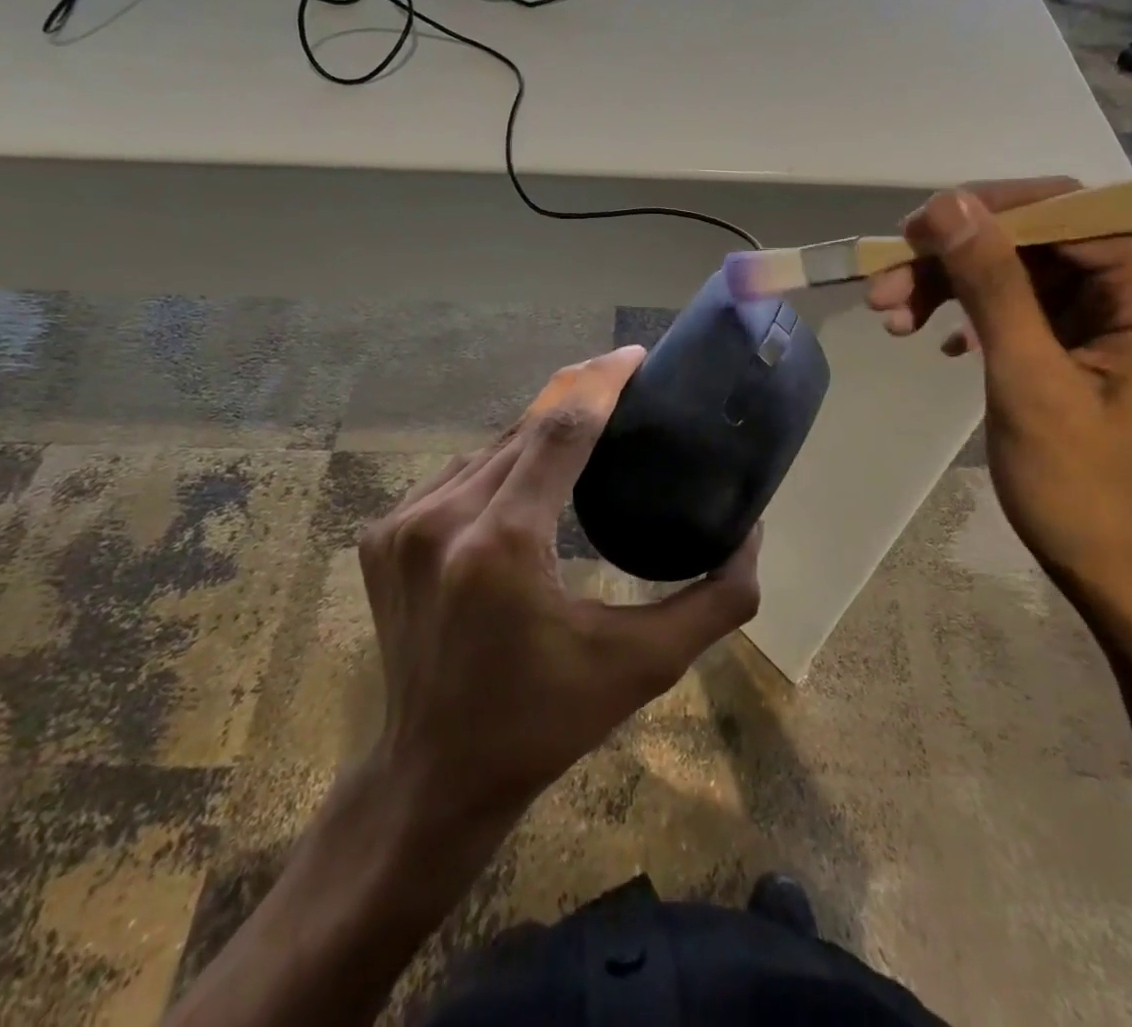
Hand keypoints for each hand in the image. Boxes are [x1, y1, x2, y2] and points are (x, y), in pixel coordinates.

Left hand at [358, 346, 760, 828]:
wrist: (432, 775)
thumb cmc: (545, 722)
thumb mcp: (644, 667)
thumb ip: (715, 602)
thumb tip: (751, 533)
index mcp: (504, 543)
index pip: (561, 427)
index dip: (603, 381)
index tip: (637, 356)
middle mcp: (443, 519)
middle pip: (524, 429)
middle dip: (576, 399)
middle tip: (623, 385)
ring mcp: (402, 525)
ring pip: (487, 449)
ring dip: (536, 435)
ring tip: (582, 435)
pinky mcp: (380, 536)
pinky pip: (454, 475)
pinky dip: (496, 466)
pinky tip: (524, 481)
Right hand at [867, 180, 1131, 615]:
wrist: (1119, 575)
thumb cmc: (1082, 489)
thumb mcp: (1027, 380)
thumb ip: (991, 285)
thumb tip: (948, 204)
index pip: (1063, 211)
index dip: (981, 213)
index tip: (907, 235)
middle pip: (1035, 241)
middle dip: (955, 259)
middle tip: (884, 287)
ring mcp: (1116, 319)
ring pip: (1020, 272)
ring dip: (953, 288)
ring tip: (893, 318)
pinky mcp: (1089, 345)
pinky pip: (1024, 306)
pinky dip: (975, 315)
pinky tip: (940, 342)